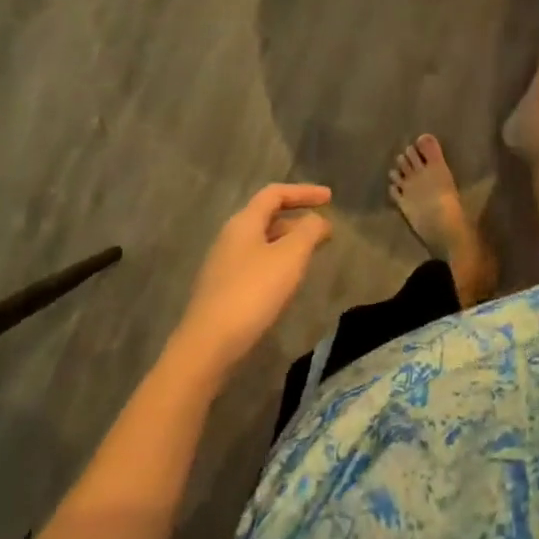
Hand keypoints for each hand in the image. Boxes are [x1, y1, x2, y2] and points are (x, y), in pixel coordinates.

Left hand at [176, 184, 332, 379]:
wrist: (208, 346)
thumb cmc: (253, 292)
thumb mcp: (290, 256)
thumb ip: (308, 231)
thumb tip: (317, 220)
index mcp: (244, 222)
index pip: (275, 193)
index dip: (304, 192)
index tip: (330, 198)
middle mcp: (230, 237)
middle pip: (267, 217)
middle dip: (298, 220)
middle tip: (325, 231)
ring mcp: (223, 265)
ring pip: (262, 242)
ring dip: (289, 242)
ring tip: (312, 254)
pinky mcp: (223, 290)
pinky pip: (256, 263)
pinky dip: (278, 262)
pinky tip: (288, 280)